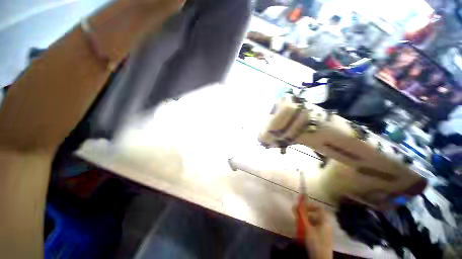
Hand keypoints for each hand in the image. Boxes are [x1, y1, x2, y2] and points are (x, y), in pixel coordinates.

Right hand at [293, 201, 332, 258]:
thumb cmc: (315, 242)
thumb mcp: (306, 228)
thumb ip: (300, 216)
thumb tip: (295, 205)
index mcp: (325, 221)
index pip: (319, 207)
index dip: (310, 205)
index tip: (302, 207)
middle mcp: (326, 225)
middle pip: (315, 215)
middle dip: (305, 215)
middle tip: (298, 217)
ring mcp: (325, 232)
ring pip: (314, 222)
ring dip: (306, 221)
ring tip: (298, 225)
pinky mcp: (322, 238)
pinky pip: (314, 229)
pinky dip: (308, 228)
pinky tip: (302, 232)